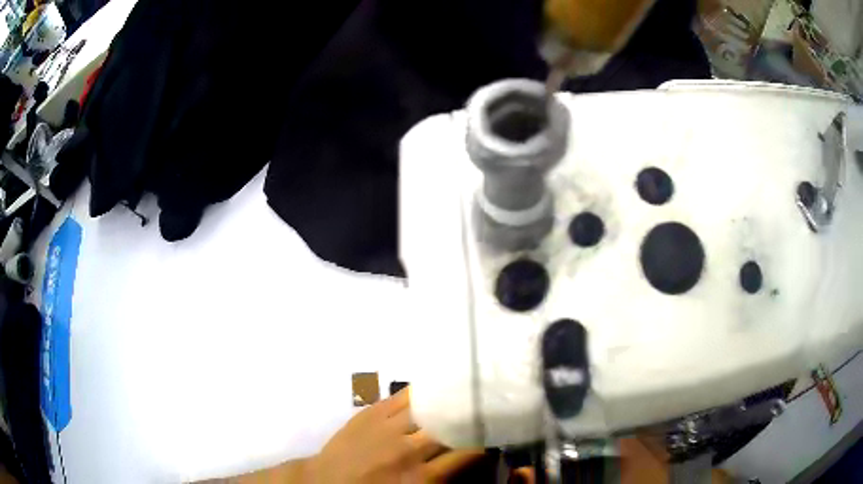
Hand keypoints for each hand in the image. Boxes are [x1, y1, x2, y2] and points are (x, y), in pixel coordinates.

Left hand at [304, 389, 482, 482]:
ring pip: (430, 408)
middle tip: (489, 408)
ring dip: (451, 400)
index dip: (486, 441)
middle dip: (473, 417)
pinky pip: (402, 396)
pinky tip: (437, 382)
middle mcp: (409, 450)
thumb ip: (444, 478)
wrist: (325, 482)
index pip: (467, 454)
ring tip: (470, 388)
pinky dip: (422, 390)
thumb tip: (470, 458)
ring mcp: (388, 427)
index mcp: (422, 478)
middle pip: (452, 427)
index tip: (496, 432)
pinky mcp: (371, 412)